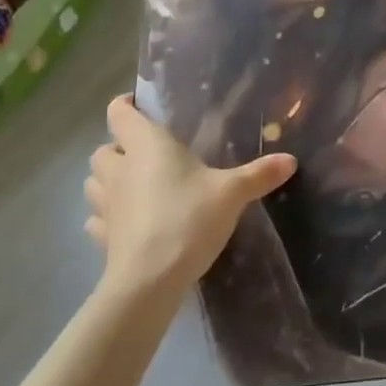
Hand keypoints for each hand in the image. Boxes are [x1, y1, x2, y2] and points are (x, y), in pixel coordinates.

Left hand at [84, 95, 295, 290]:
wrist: (150, 280)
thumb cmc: (189, 219)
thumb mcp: (232, 193)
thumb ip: (259, 174)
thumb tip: (291, 160)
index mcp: (147, 146)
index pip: (120, 113)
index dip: (126, 104)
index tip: (140, 105)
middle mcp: (120, 169)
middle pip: (103, 149)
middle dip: (118, 147)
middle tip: (146, 153)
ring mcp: (106, 205)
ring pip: (93, 182)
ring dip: (108, 179)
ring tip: (134, 185)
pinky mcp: (103, 237)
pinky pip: (97, 219)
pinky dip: (107, 216)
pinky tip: (127, 222)